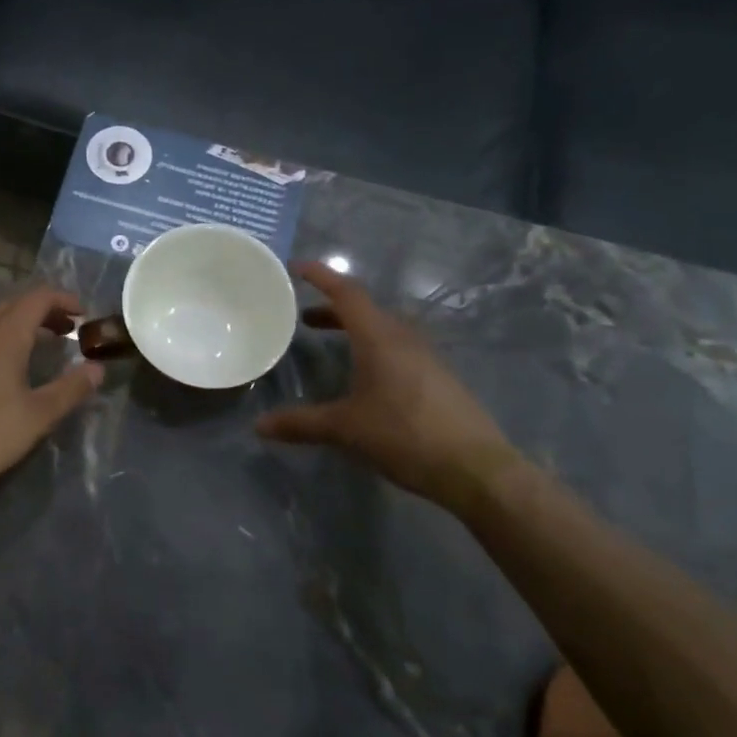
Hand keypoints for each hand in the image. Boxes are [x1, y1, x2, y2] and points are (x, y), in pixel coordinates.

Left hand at [0, 287, 103, 509]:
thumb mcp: (37, 417)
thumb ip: (71, 389)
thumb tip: (98, 369)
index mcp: (5, 334)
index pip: (38, 298)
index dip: (63, 299)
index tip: (82, 315)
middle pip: (13, 304)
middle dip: (42, 312)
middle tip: (62, 331)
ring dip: (10, 320)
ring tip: (24, 342)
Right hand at [257, 264, 530, 513]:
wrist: (476, 469)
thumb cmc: (405, 436)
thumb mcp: (345, 429)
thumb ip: (301, 423)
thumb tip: (259, 425)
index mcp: (379, 337)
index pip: (346, 292)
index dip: (320, 276)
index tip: (295, 267)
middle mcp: (403, 338)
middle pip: (364, 309)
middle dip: (332, 309)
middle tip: (303, 318)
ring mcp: (426, 357)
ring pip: (383, 329)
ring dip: (353, 329)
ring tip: (330, 344)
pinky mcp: (438, 378)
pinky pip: (397, 348)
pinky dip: (372, 348)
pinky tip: (365, 377)